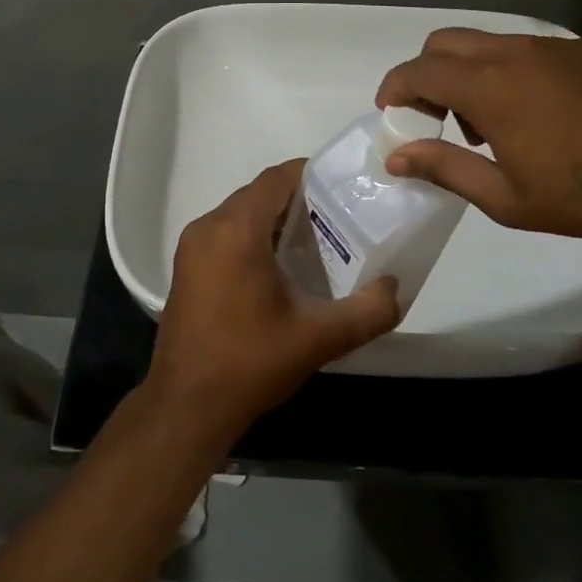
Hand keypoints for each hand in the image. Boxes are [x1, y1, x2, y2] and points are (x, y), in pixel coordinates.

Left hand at [146, 160, 401, 442]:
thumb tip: (395, 288)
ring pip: (241, 214)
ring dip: (275, 220)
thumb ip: (368, 311)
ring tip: (315, 243)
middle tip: (337, 220)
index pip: (277, 178)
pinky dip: (253, 237)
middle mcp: (208, 226)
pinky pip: (225, 234)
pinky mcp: (186, 268)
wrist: (187, 406)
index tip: (344, 189)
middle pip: (259, 194)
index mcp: (237, 229)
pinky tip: (279, 269)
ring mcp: (191, 247)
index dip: (311, 175)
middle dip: (298, 200)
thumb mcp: (319, 338)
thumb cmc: (250, 362)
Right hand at [374, 29, 581, 259]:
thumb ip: (445, 168)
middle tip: (435, 117)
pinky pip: (526, 49)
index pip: (420, 70)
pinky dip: (506, 70)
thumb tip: (396, 156)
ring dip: (467, 72)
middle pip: (446, 42)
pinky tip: (536, 114)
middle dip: (426, 73)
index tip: (389, 112)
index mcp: (490, 86)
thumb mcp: (506, 198)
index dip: (395, 87)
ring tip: (488, 124)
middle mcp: (515, 53)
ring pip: (487, 42)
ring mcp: (554, 47)